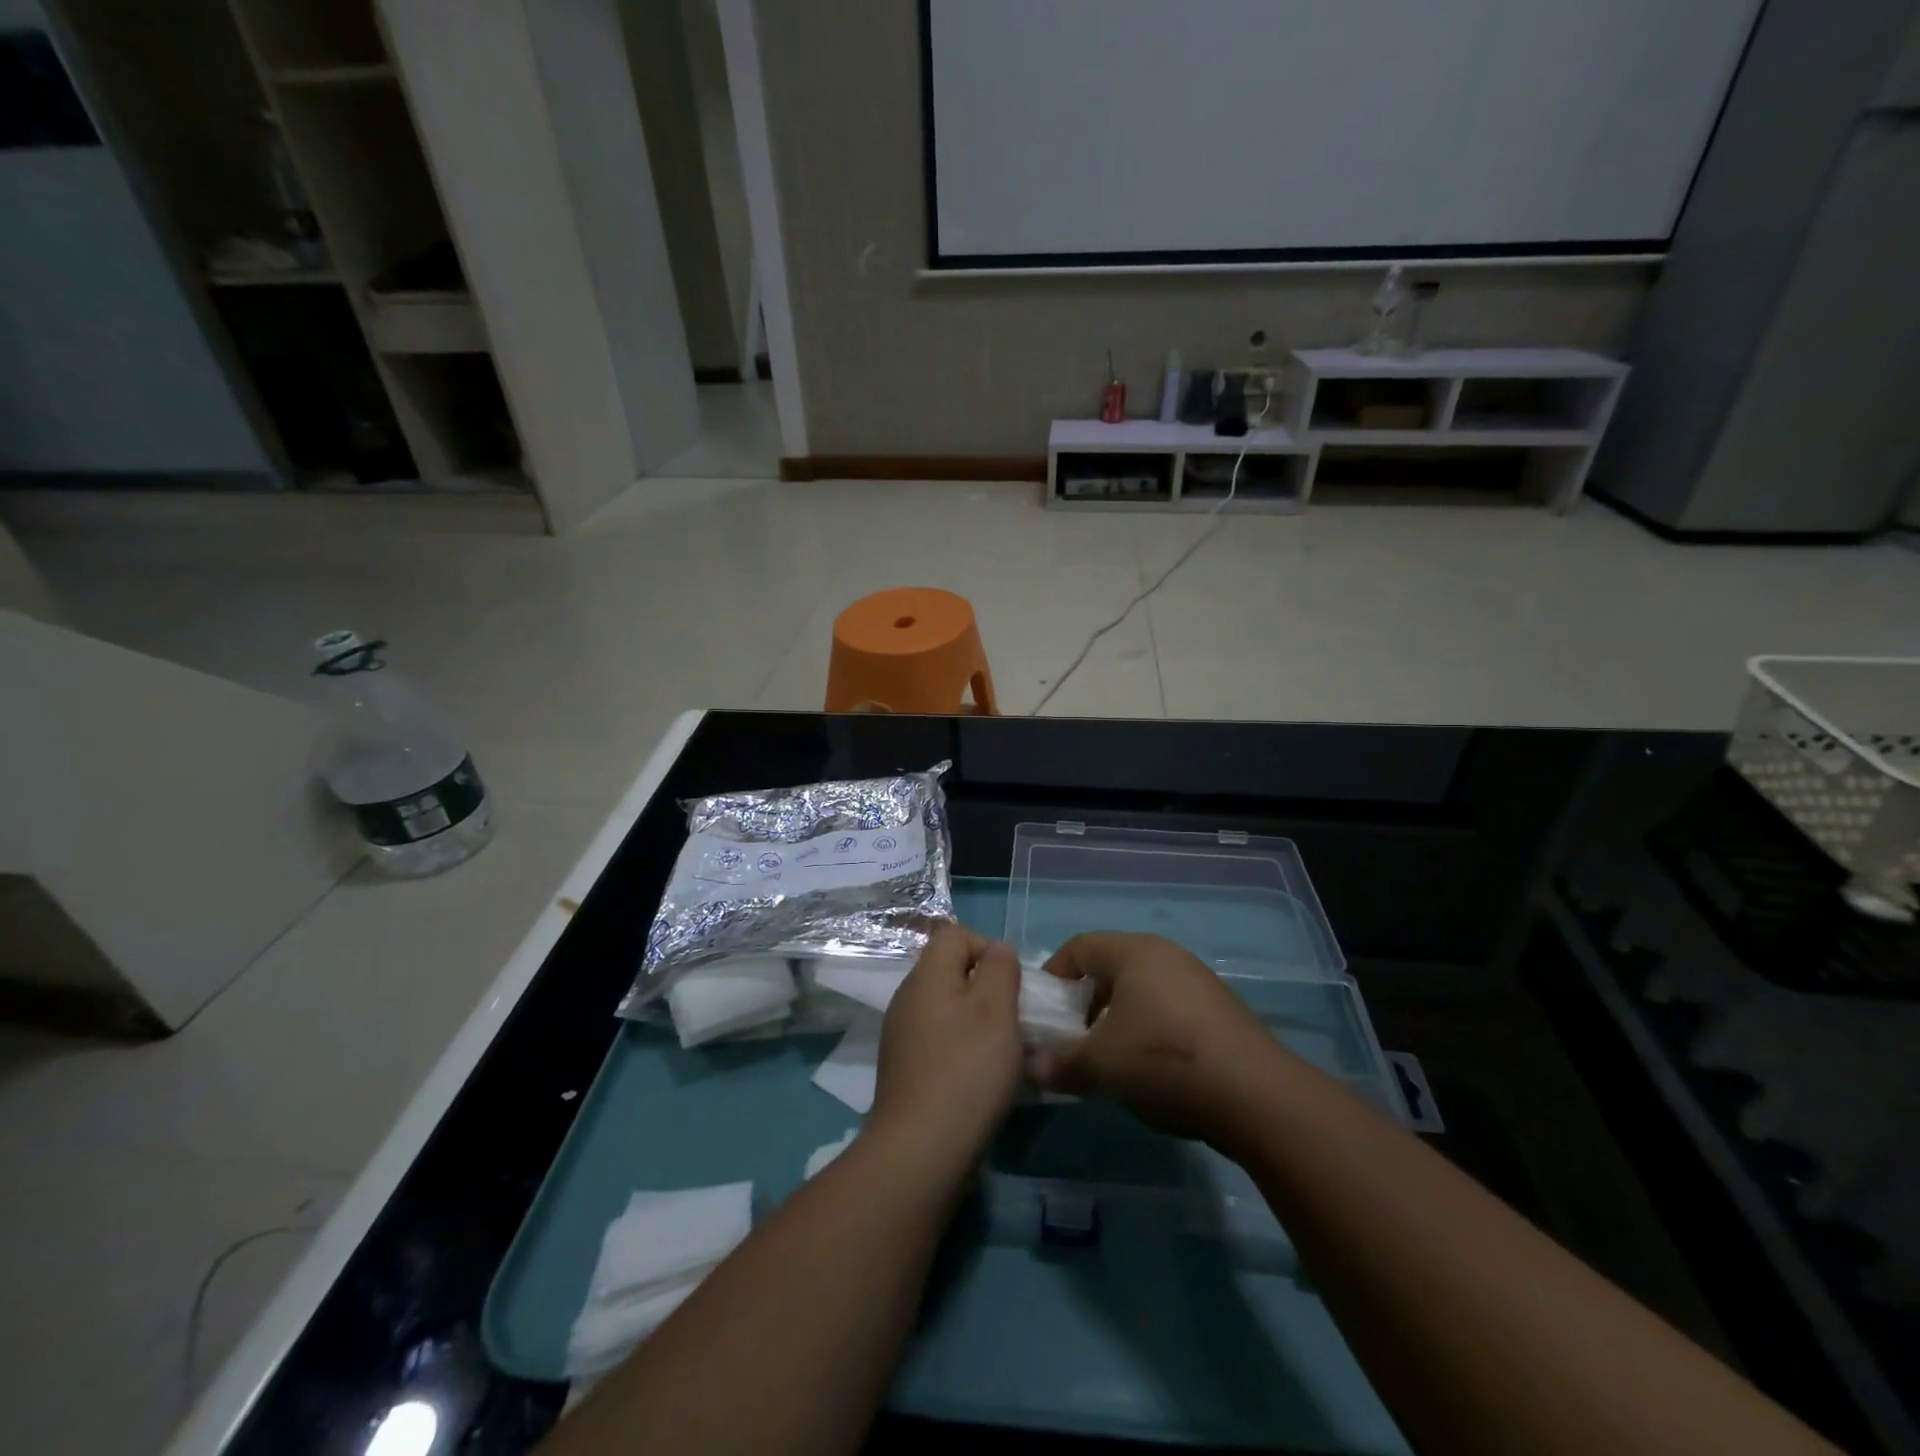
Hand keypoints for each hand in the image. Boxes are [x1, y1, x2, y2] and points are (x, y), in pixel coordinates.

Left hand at [869, 924, 1023, 1181]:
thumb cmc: (966, 1070)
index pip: (955, 934)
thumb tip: (998, 951)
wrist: (921, 1151)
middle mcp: (908, 999)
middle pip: (952, 972)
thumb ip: (1000, 969)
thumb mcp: (996, 1009)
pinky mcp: (907, 1070)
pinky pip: (942, 1042)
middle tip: (1016, 1018)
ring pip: (949, 1009)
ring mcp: (903, 1036)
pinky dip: (965, 1050)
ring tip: (1007, 1051)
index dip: (988, 947)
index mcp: (926, 977)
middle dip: (989, 988)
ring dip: (981, 1022)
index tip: (1013, 982)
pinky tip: (985, 1079)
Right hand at [1028, 931, 1282, 1144]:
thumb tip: (1032, 1067)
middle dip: (1085, 1000)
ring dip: (1117, 1017)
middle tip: (1074, 1036)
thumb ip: (1062, 1062)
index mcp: (1134, 952)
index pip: (1080, 947)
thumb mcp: (1102, 1064)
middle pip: (1111, 966)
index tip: (1042, 1009)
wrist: (1255, 1094)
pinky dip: (1149, 1027)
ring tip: (1111, 1056)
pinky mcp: (1220, 1008)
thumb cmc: (1164, 1060)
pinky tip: (1152, 1066)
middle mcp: (1166, 954)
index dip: (1054, 974)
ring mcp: (1197, 980)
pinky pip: (1169, 1006)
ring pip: (1141, 988)